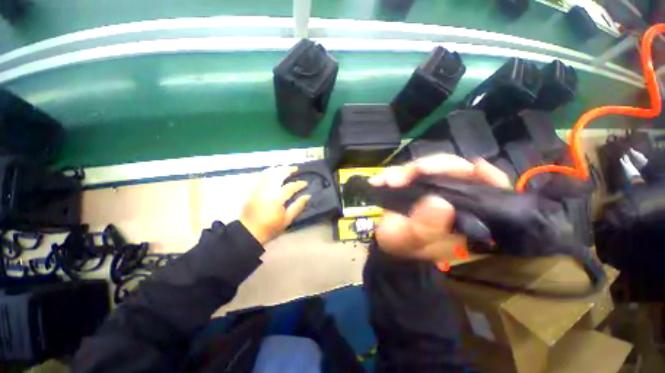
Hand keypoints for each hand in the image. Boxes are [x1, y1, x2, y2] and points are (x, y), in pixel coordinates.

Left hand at [240, 166, 310, 244]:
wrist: (248, 232)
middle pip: (279, 174)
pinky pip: (259, 176)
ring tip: (284, 168)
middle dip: (288, 169)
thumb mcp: (287, 219)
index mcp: (277, 198)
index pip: (291, 186)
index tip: (306, 183)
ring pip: (268, 172)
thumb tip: (307, 196)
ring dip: (277, 169)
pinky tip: (271, 172)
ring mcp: (258, 188)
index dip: (300, 184)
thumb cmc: (270, 227)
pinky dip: (267, 172)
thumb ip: (298, 206)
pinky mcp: (252, 190)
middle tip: (295, 169)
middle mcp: (267, 189)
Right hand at [369, 154, 510, 261]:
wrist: (382, 238)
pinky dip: (397, 171)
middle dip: (432, 168)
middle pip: (458, 172)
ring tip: (389, 179)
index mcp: (463, 220)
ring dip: (408, 170)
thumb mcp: (409, 241)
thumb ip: (424, 227)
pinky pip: (413, 170)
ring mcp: (436, 189)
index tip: (474, 166)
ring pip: (434, 167)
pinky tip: (383, 178)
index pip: (489, 195)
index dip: (487, 177)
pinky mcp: (419, 183)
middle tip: (409, 173)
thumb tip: (440, 203)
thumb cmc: (399, 243)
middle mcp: (454, 202)